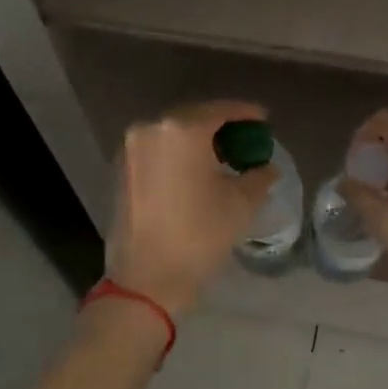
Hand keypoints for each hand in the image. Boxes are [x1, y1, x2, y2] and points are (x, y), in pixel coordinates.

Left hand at [105, 101, 277, 315]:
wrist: (146, 278)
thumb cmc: (199, 236)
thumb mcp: (241, 205)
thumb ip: (259, 176)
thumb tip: (266, 168)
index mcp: (182, 130)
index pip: (221, 110)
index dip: (246, 113)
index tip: (264, 120)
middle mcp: (151, 129)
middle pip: (194, 118)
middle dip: (221, 127)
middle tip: (245, 141)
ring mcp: (131, 149)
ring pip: (172, 134)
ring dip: (198, 141)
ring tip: (223, 158)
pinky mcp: (121, 170)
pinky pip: (157, 150)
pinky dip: (178, 154)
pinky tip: (195, 172)